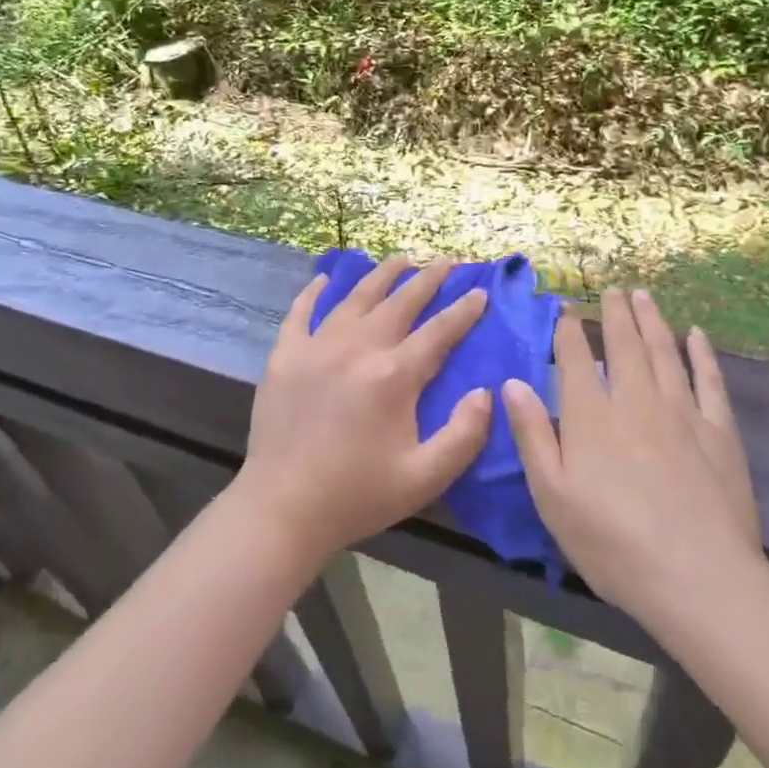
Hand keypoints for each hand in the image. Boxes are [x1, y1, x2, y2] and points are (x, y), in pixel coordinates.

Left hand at [235, 257, 493, 563]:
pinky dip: (315, 292)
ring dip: (382, 275)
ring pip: (356, 297)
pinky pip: (301, 312)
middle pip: (400, 302)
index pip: (439, 331)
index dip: (464, 310)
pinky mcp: (285, 355)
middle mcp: (357, 347)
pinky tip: (326, 279)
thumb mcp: (425, 477)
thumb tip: (486, 392)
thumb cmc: (357, 495)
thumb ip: (464, 434)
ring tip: (401, 259)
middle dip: (428, 279)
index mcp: (393, 375)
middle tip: (447, 262)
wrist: (282, 508)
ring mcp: (317, 346)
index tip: (480, 292)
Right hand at [503, 289, 764, 625]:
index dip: (569, 331)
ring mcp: (682, 414)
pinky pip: (710, 381)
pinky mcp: (720, 433)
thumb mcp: (552, 496)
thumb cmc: (613, 544)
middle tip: (612, 289)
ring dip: (652, 320)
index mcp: (591, 416)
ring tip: (644, 296)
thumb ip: (532, 435)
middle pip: (624, 345)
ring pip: (664, 353)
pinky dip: (702, 355)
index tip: (567, 310)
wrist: (701, 580)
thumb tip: (512, 383)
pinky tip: (697, 335)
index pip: (576, 358)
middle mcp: (636, 401)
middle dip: (615, 313)